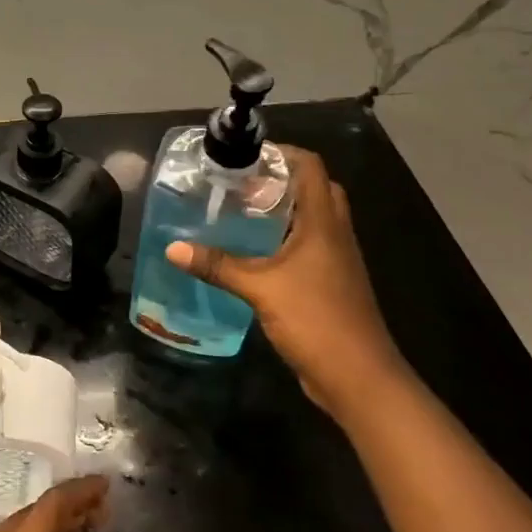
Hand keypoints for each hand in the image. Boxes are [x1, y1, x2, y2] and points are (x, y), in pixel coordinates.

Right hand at [165, 145, 407, 419]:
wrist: (359, 377)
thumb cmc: (316, 319)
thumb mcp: (260, 289)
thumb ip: (217, 266)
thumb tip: (173, 248)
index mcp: (324, 223)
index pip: (310, 167)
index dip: (282, 153)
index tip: (245, 155)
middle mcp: (334, 234)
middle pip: (315, 189)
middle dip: (281, 180)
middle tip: (242, 183)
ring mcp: (336, 260)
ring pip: (313, 219)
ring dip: (283, 210)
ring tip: (241, 210)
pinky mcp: (331, 283)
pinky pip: (309, 246)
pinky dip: (284, 239)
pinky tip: (254, 252)